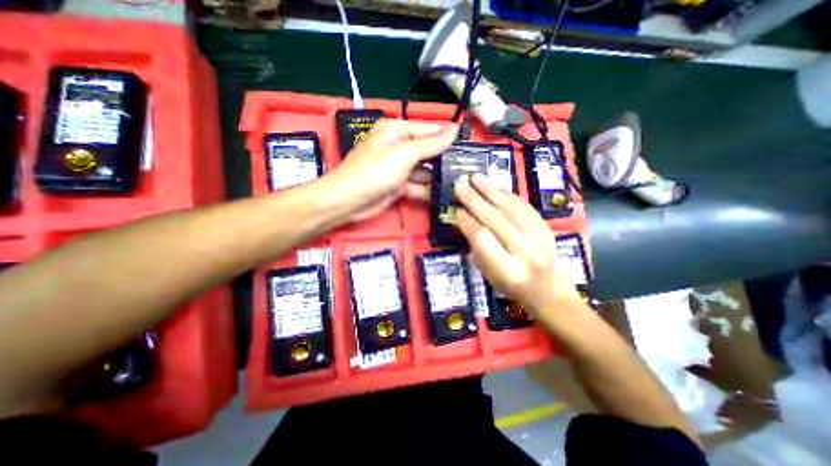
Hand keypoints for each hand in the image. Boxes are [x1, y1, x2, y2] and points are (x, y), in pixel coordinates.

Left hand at [330, 118, 457, 220]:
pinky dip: (427, 190)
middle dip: (444, 159)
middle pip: (427, 151)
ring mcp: (398, 168)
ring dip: (438, 177)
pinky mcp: (398, 185)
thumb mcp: (404, 153)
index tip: (469, 147)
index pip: (429, 130)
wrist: (350, 200)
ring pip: (423, 170)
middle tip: (467, 169)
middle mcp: (398, 146)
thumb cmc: (375, 171)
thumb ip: (430, 143)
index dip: (448, 137)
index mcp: (397, 131)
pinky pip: (417, 185)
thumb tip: (454, 129)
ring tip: (460, 183)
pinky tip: (444, 194)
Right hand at [452, 173, 578, 321]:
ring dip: (491, 191)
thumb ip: (477, 246)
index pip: (484, 240)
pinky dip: (507, 194)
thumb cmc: (511, 285)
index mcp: (508, 270)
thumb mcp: (488, 273)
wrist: (548, 288)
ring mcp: (539, 238)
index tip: (457, 210)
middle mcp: (525, 252)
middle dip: (475, 201)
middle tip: (460, 185)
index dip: (468, 222)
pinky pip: (524, 206)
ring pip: (512, 209)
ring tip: (476, 177)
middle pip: (497, 220)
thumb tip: (465, 218)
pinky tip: (495, 185)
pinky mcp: (546, 227)